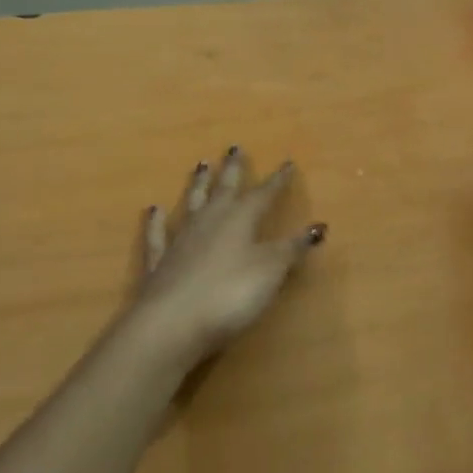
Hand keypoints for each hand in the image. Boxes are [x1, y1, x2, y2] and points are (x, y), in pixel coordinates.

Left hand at [130, 148, 325, 364]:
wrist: (171, 325)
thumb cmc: (230, 294)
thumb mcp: (271, 270)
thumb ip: (293, 247)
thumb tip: (319, 225)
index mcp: (240, 219)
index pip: (263, 194)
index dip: (277, 181)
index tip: (287, 163)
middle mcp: (210, 221)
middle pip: (224, 189)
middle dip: (232, 169)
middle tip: (234, 146)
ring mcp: (181, 241)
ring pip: (192, 204)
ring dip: (198, 184)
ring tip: (201, 165)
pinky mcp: (159, 264)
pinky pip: (158, 236)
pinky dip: (155, 222)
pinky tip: (153, 210)